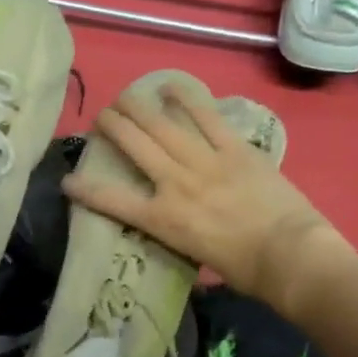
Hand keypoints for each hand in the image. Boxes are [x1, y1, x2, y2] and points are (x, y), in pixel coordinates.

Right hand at [63, 81, 349, 311]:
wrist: (289, 255)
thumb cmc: (243, 270)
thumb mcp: (196, 258)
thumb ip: (179, 234)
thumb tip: (175, 225)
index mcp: (163, 220)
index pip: (112, 201)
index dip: (84, 190)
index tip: (67, 181)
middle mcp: (175, 184)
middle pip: (135, 147)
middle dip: (112, 128)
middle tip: (101, 117)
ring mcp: (205, 162)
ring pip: (163, 126)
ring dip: (139, 108)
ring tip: (124, 96)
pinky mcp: (235, 149)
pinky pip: (206, 117)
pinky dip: (187, 99)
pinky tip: (169, 86)